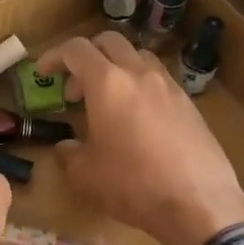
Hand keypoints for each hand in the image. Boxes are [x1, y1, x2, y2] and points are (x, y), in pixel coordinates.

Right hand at [38, 32, 243, 244]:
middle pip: (109, 42)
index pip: (76, 49)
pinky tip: (139, 120)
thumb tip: (67, 148)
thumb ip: (69, 154)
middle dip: (87, 57)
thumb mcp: (85, 175)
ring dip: (117, 69)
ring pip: (138, 57)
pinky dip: (141, 87)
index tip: (44, 74)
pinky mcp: (189, 104)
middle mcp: (139, 74)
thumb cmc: (133, 184)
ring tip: (109, 102)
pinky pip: (159, 80)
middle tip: (77, 90)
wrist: (199, 202)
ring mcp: (169, 86)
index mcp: (108, 83)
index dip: (55, 56)